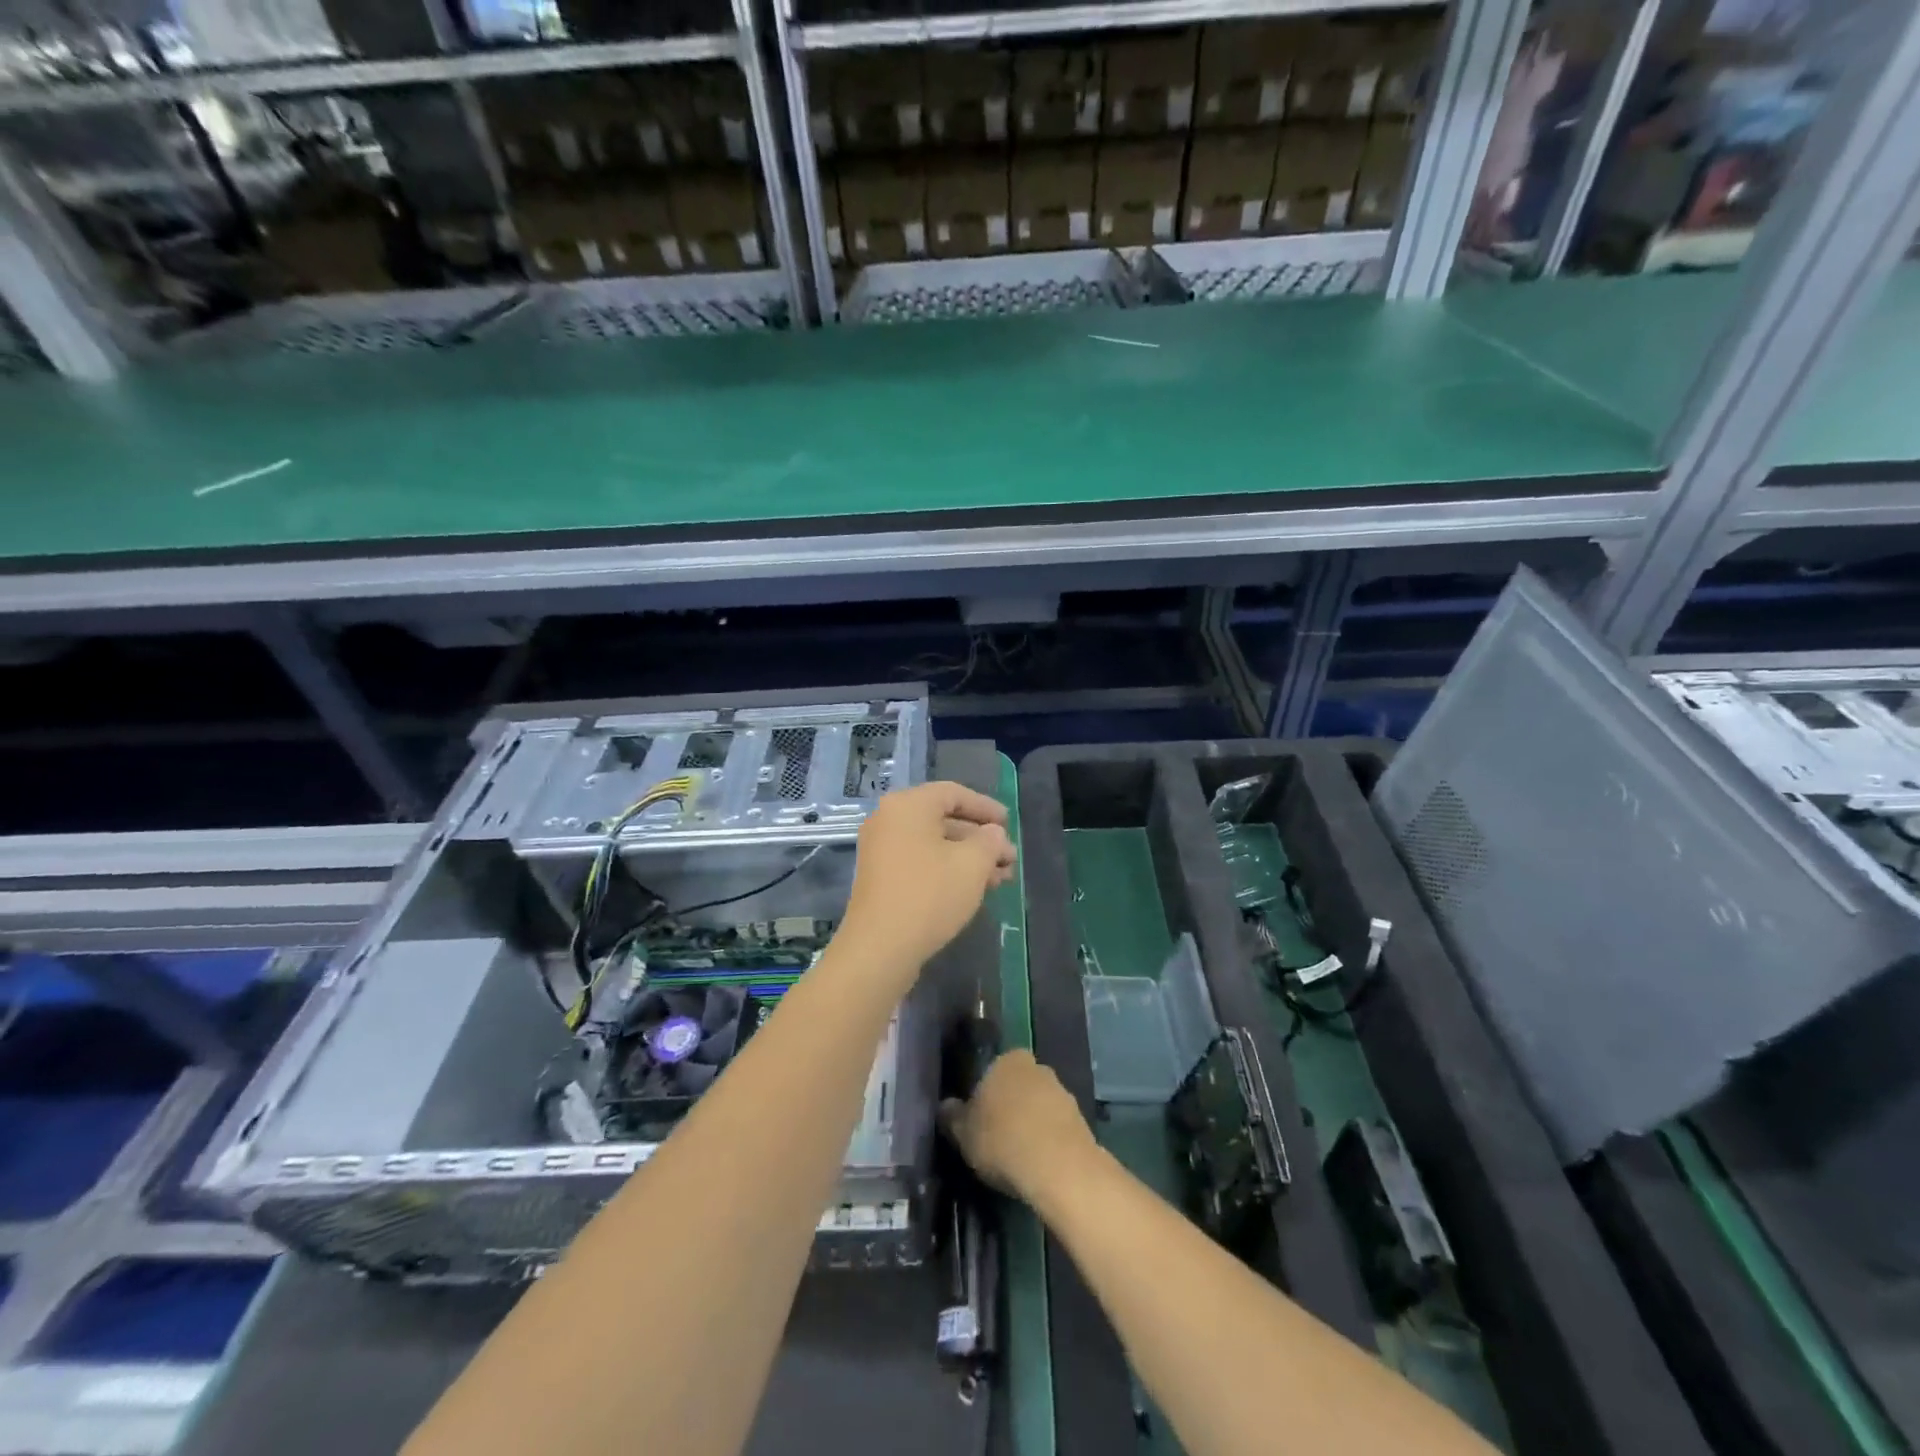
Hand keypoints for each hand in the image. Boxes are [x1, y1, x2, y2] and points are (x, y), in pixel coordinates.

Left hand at [839, 781, 1015, 971]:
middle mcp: (889, 820)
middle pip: (943, 820)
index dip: (985, 807)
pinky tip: (974, 889)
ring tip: (1001, 878)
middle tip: (1009, 859)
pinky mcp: (881, 878)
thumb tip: (992, 833)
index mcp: (908, 805)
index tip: (1009, 824)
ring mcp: (881, 850)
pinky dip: (947, 870)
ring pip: (934, 845)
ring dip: (968, 858)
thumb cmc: (929, 895)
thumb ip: (990, 841)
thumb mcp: (972, 864)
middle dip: (980, 839)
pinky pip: (920, 862)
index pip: (953, 794)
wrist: (880, 948)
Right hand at [941, 1050, 1097, 1202]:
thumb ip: (952, 1116)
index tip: (979, 1119)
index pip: (993, 1070)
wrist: (1059, 1167)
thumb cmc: (1002, 1140)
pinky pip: (1056, 1128)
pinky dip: (1048, 1141)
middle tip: (996, 1137)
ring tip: (1018, 1157)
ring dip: (1031, 1124)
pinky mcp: (1081, 1120)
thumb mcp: (962, 1133)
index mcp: (1008, 1060)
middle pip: (1019, 1086)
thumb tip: (946, 1106)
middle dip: (1010, 1106)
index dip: (986, 1094)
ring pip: (1039, 1106)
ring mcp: (1063, 1093)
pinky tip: (1038, 1164)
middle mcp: (1038, 1067)